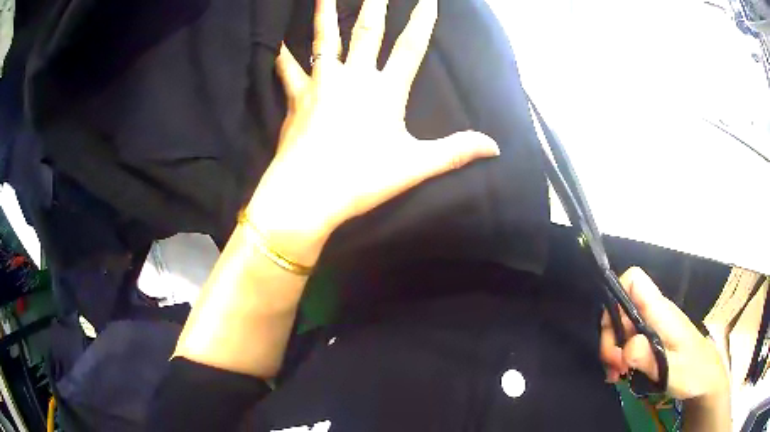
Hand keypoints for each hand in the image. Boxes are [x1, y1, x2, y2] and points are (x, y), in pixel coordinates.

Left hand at [248, 0, 498, 237]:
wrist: (307, 193)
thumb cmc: (361, 179)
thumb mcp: (415, 167)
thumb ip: (455, 151)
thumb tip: (495, 147)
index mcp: (385, 90)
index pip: (411, 46)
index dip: (422, 20)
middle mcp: (353, 77)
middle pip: (367, 30)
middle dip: (375, 3)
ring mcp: (322, 83)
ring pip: (324, 38)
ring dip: (325, 12)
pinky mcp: (297, 97)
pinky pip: (287, 69)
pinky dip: (282, 55)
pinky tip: (276, 43)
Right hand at [600, 267, 728, 399]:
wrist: (705, 378)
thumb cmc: (693, 371)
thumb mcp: (672, 369)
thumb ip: (650, 358)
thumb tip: (626, 348)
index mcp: (661, 311)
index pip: (633, 280)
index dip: (616, 296)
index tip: (612, 330)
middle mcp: (654, 313)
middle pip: (621, 308)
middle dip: (610, 337)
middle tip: (615, 366)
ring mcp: (652, 327)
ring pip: (621, 327)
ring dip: (613, 352)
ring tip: (617, 376)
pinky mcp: (651, 341)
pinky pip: (628, 342)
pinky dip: (620, 358)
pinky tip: (621, 375)